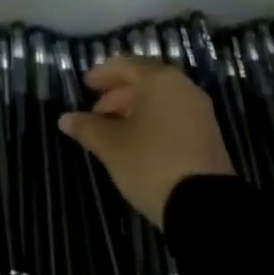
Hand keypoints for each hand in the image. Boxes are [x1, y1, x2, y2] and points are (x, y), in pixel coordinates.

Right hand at [58, 54, 233, 226]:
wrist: (205, 209)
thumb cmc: (151, 163)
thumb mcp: (111, 146)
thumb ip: (87, 128)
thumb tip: (65, 119)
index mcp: (159, 79)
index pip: (124, 65)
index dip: (102, 74)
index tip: (85, 86)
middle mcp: (182, 87)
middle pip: (144, 81)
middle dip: (117, 94)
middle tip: (96, 111)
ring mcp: (199, 112)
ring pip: (160, 100)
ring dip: (134, 109)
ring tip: (113, 130)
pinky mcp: (208, 136)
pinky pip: (173, 116)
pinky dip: (153, 121)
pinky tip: (138, 142)